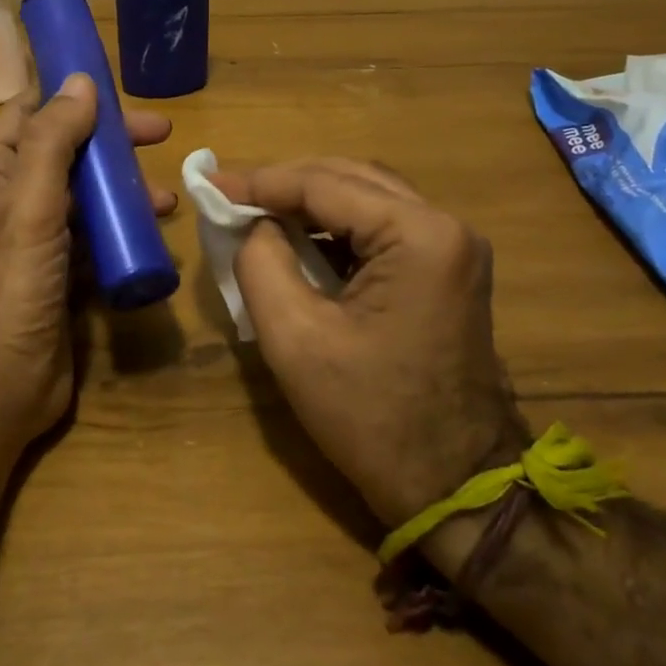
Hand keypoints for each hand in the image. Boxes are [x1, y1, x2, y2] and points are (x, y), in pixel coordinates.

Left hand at [0, 75, 175, 447]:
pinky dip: (125, 227)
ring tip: (168, 196)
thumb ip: (52, 143)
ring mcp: (37, 238)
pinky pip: (97, 234)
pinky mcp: (62, 272)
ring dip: (125, 186)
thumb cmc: (8, 292)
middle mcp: (10, 198)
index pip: (29, 112)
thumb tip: (79, 81)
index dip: (69, 92)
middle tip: (161, 133)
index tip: (118, 84)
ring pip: (86, 193)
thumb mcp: (28, 209)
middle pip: (66, 149)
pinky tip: (156, 232)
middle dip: (111, 140)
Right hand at [208, 159, 526, 553]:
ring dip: (310, 202)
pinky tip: (299, 240)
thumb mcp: (295, 339)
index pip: (325, 183)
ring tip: (256, 213)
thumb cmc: (372, 418)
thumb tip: (254, 224)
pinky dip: (336, 227)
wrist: (455, 487)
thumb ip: (261, 263)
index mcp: (418, 236)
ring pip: (367, 197)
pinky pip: (382, 228)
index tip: (210, 184)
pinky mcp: (447, 270)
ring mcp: (452, 248)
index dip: (260, 181)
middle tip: (230, 195)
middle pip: (350, 178)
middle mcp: (445, 226)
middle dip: (285, 184)